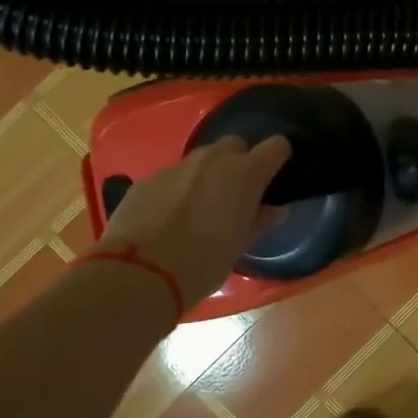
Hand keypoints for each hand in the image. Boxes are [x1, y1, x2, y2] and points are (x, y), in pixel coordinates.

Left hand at [94, 135, 290, 308]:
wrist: (139, 273)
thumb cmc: (203, 263)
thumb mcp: (240, 246)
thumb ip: (260, 221)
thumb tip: (276, 210)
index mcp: (245, 174)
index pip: (276, 147)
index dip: (279, 156)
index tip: (276, 173)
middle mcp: (213, 160)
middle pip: (234, 144)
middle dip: (239, 161)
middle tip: (235, 192)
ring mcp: (177, 167)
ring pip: (201, 158)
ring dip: (207, 174)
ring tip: (199, 205)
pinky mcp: (147, 179)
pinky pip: (172, 176)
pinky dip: (177, 188)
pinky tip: (168, 216)